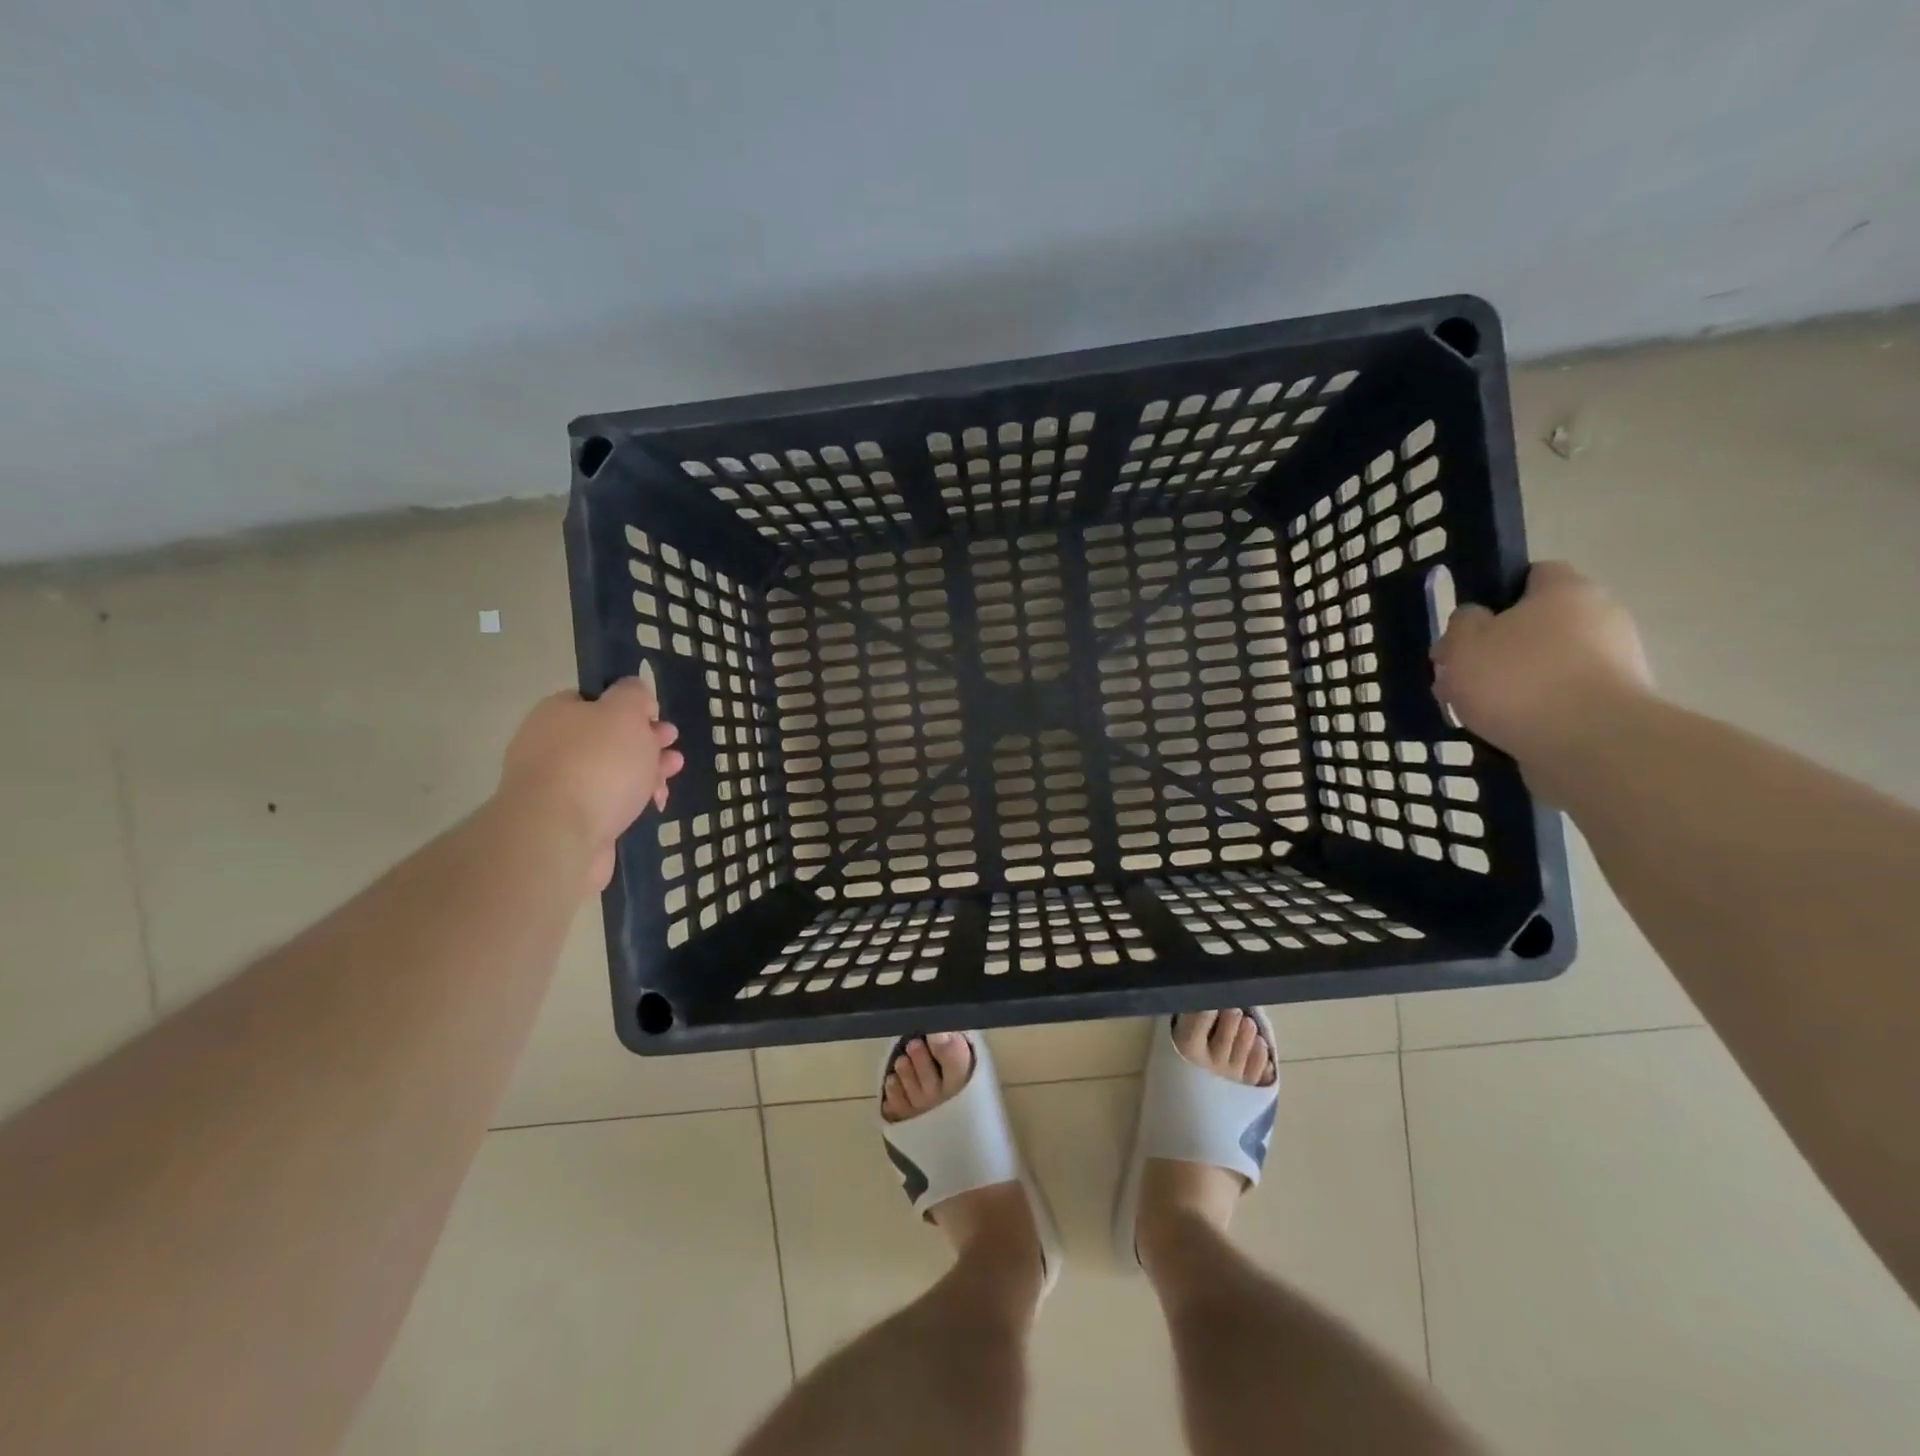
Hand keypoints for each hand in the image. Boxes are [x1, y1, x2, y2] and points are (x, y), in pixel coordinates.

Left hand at [499, 667, 684, 886]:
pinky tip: (653, 804)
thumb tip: (635, 694)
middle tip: (671, 746)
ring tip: (671, 776)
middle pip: (606, 737)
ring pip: (610, 771)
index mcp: (557, 713)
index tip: (657, 718)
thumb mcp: (624, 712)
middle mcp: (550, 746)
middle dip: (644, 741)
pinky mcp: (569, 820)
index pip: (595, 699)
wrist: (560, 835)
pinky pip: (607, 802)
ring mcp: (557, 786)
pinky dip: (631, 801)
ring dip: (644, 771)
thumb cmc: (597, 763)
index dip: (630, 706)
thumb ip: (634, 695)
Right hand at [1431, 561, 1654, 760]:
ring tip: (1470, 711)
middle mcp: (1600, 617)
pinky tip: (1502, 729)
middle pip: (1536, 625)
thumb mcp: (1464, 643)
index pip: (1533, 574)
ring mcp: (1615, 662)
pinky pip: (1561, 697)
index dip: (1496, 595)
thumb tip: (1477, 618)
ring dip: (1509, 682)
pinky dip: (1533, 708)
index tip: (1468, 626)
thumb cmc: (1518, 680)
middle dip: (1495, 649)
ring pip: (1545, 664)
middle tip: (1457, 676)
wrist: (1589, 743)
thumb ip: (1463, 623)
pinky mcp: (1615, 704)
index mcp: (1566, 591)